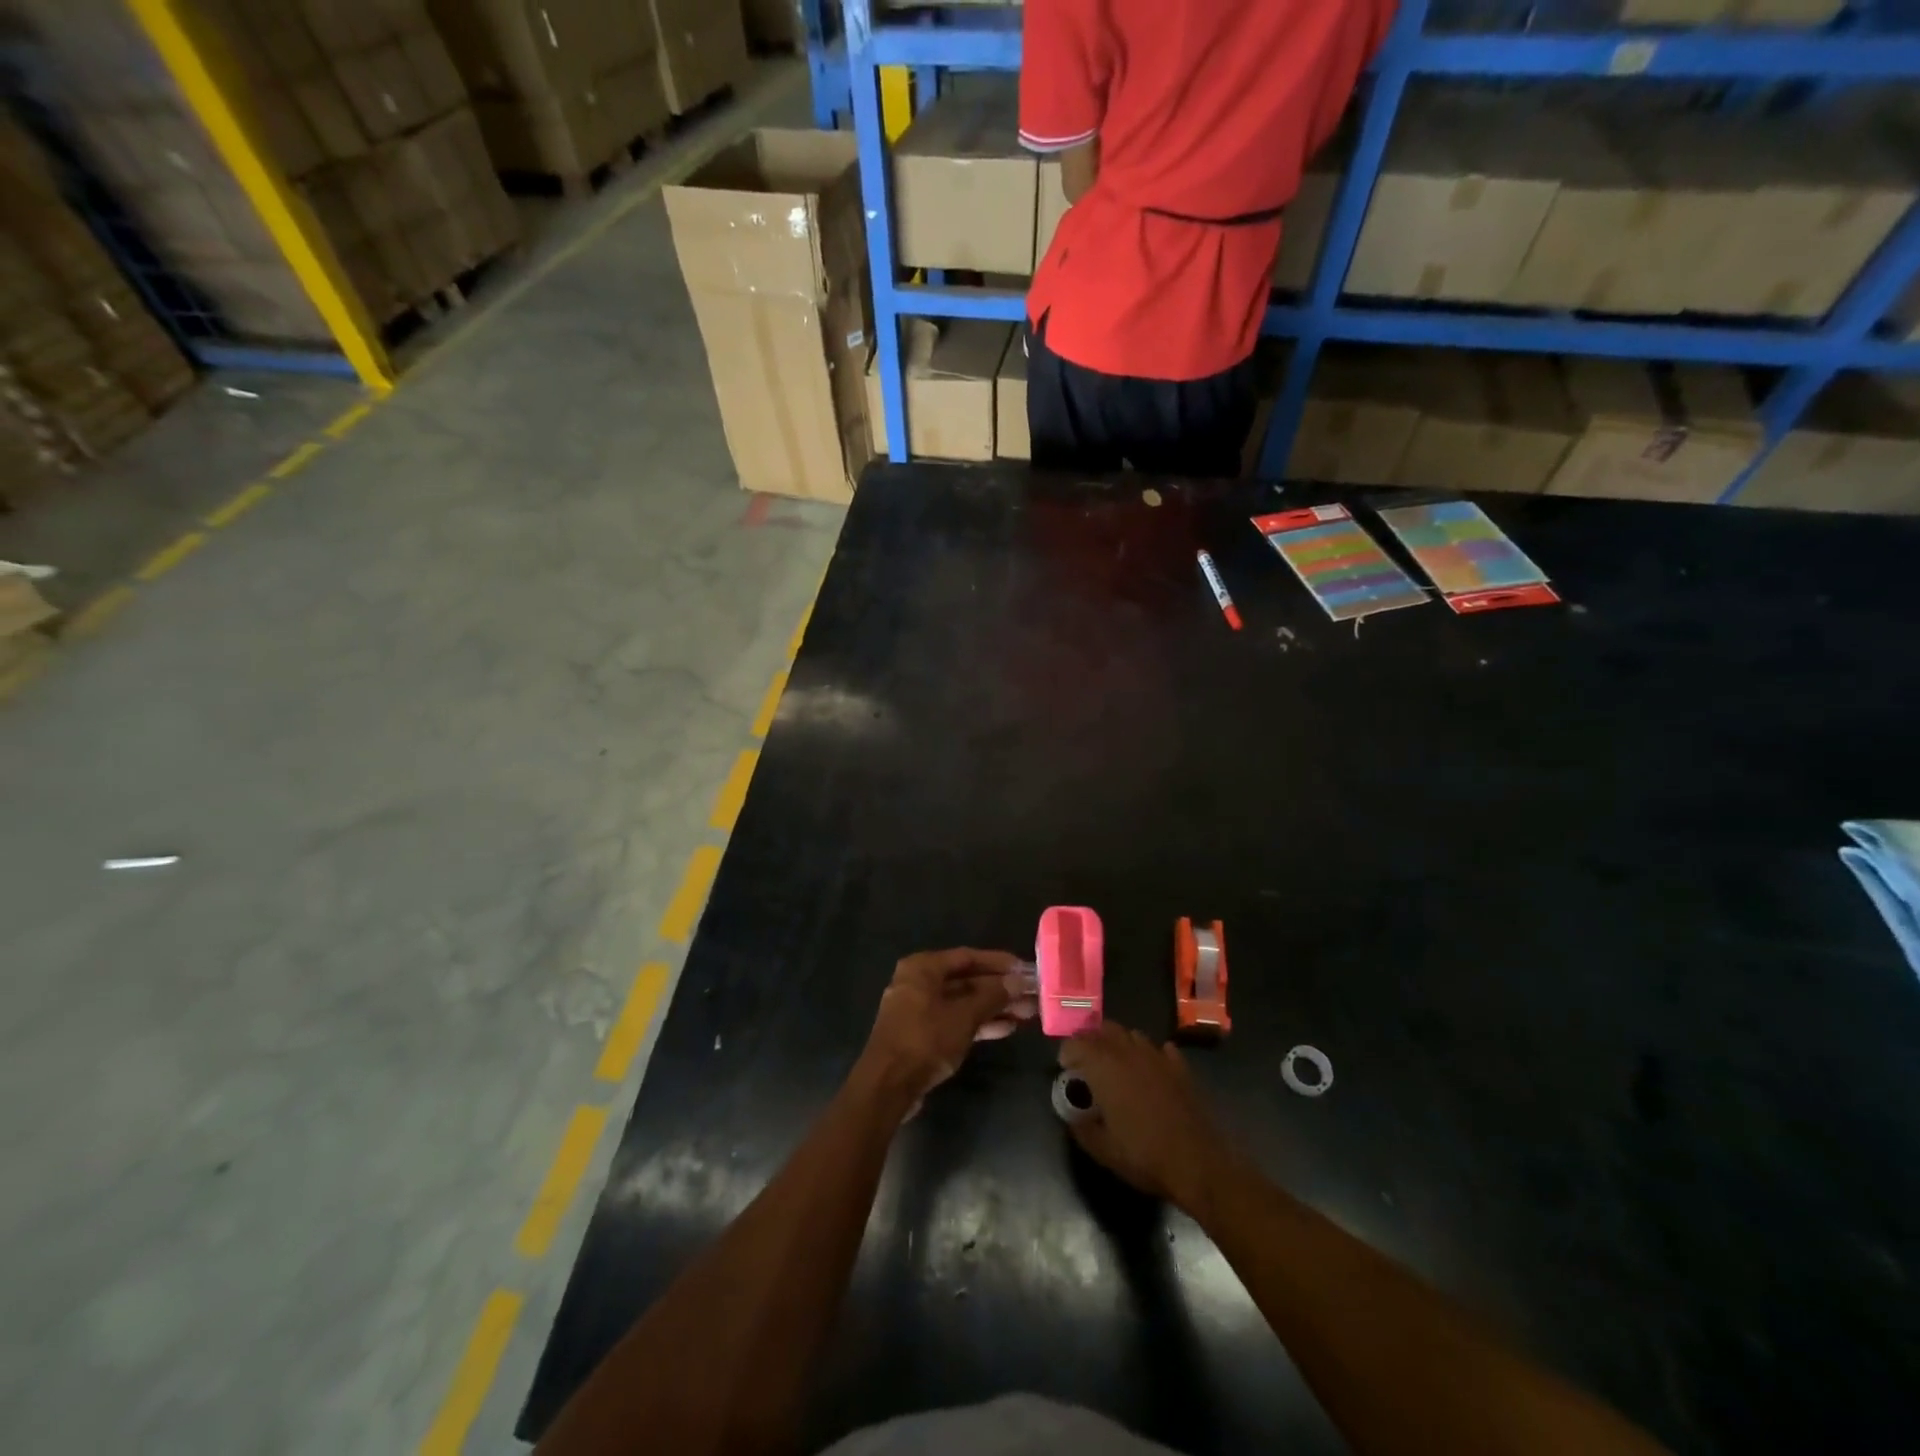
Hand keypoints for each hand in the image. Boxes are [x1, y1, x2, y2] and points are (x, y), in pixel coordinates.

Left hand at [859, 948, 1037, 1111]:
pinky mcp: (921, 1034)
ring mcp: (918, 1009)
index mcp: (923, 968)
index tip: (1024, 969)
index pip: (967, 957)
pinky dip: (977, 1023)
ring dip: (993, 1007)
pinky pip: (954, 1020)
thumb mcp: (964, 1015)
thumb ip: (992, 995)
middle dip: (999, 989)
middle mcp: (918, 982)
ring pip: (962, 1003)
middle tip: (1030, 995)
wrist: (887, 1086)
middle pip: (966, 980)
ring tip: (1026, 1013)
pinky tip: (1005, 1028)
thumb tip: (1017, 981)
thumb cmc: (925, 1039)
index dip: (998, 962)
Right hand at [1059, 1023, 1234, 1211]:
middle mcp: (1129, 1053)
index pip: (1078, 1043)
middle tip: (1086, 1061)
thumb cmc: (1144, 1156)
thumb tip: (1073, 1116)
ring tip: (1115, 1063)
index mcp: (1105, 1067)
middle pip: (1105, 1029)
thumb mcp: (1103, 1150)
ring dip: (1119, 1043)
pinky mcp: (1180, 1068)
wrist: (1198, 1163)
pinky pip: (1161, 1049)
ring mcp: (1158, 1057)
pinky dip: (1151, 1054)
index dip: (1067, 1051)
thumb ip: (1081, 1128)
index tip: (1064, 1067)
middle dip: (1091, 1039)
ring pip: (1132, 1035)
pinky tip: (1150, 1070)